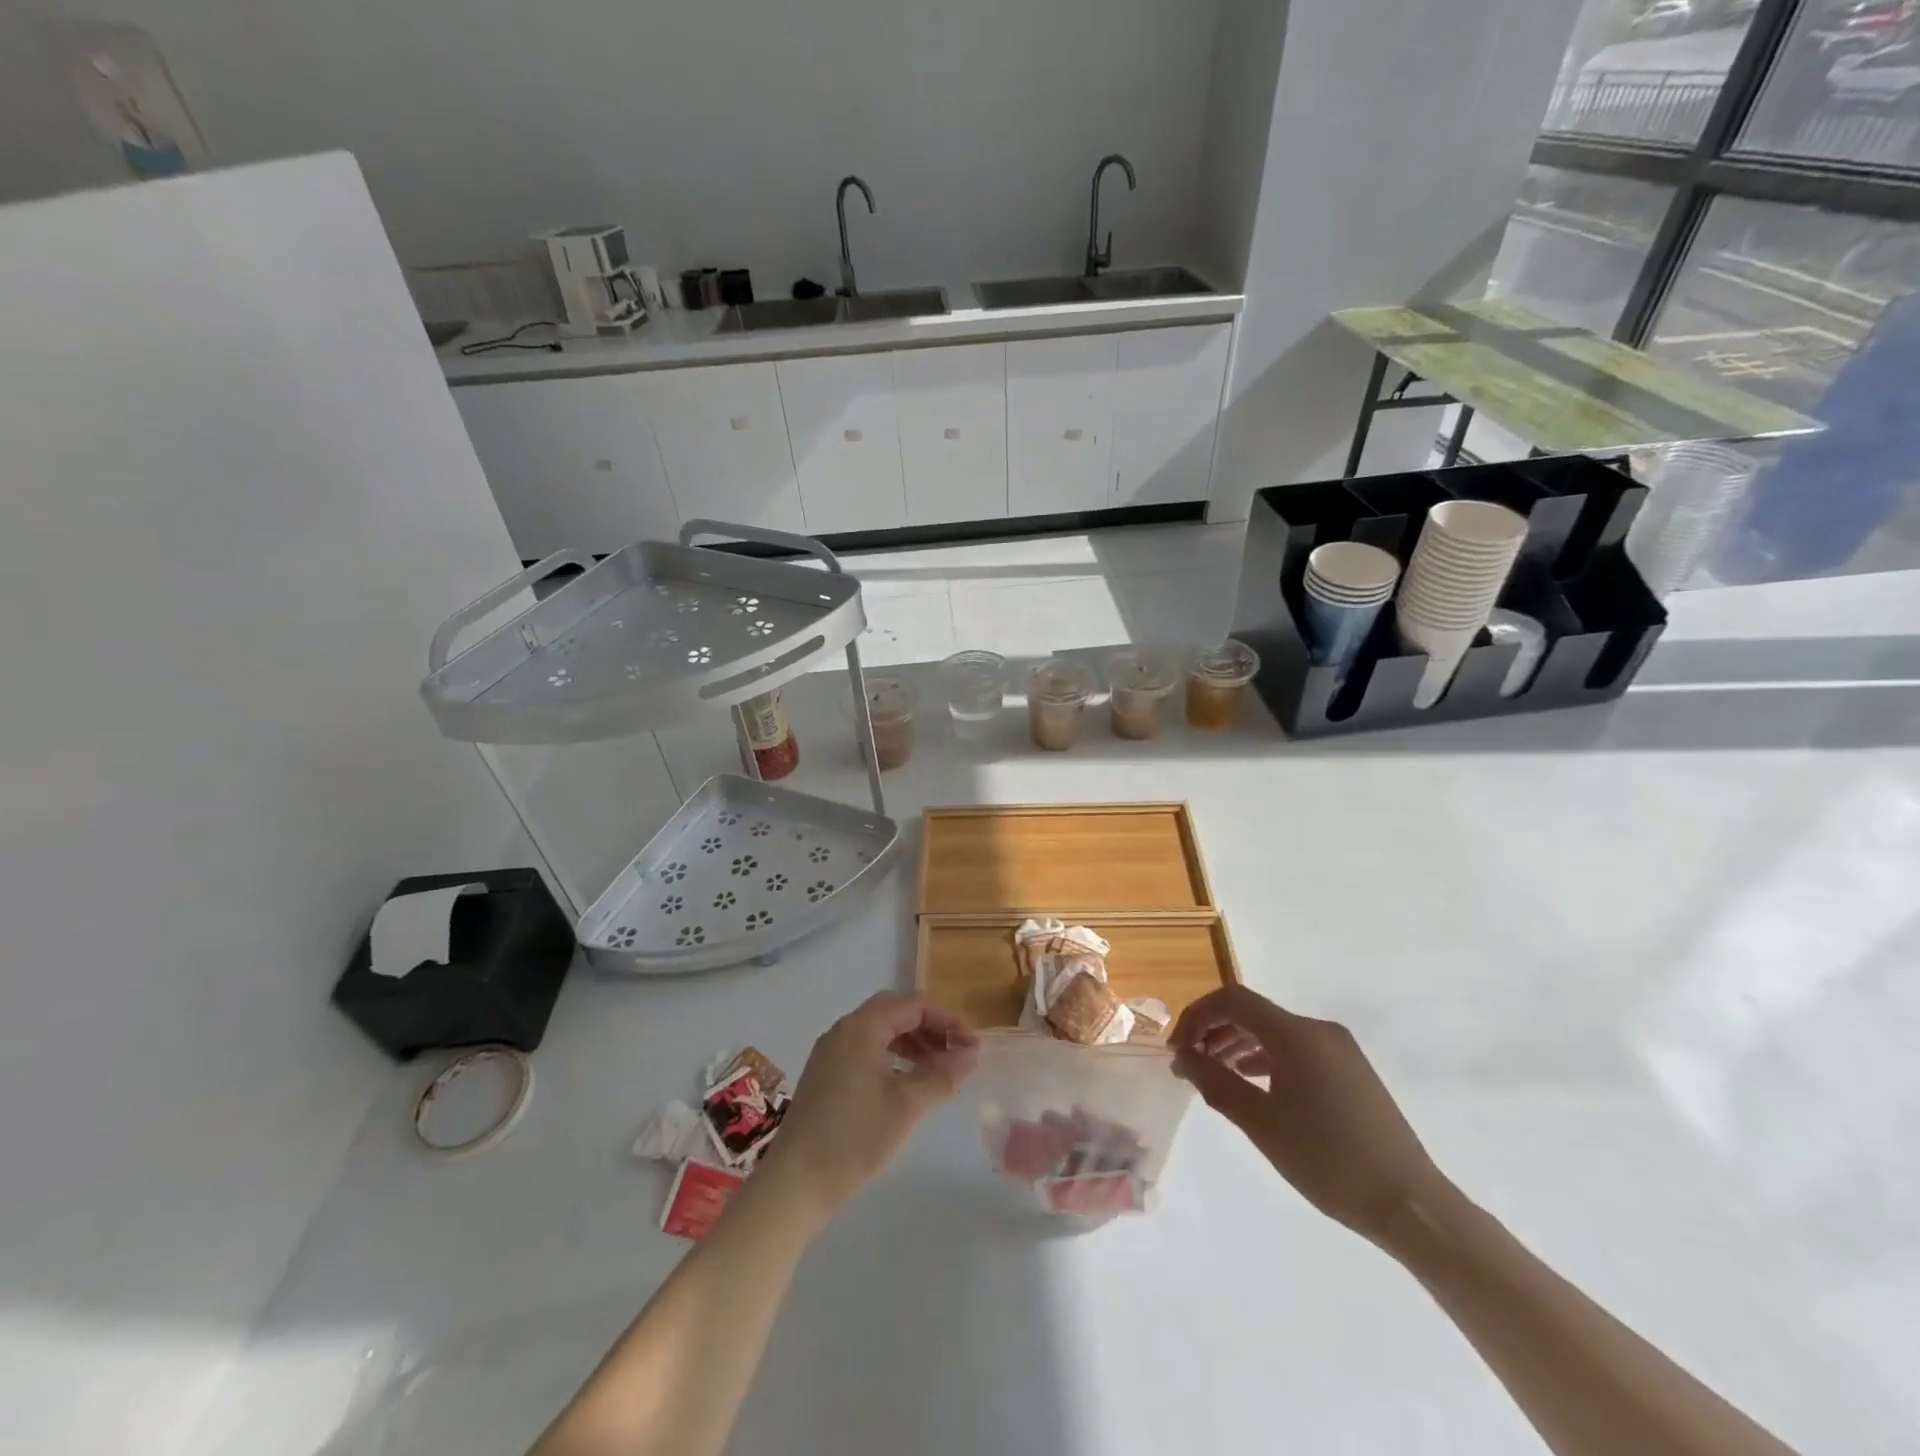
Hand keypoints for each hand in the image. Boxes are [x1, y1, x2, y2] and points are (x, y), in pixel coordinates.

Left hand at [761, 992, 978, 1223]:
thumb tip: (972, 1055)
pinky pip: (867, 1050)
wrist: (794, 1184)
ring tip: (940, 1069)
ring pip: (881, 1032)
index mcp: (862, 1027)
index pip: (914, 1004)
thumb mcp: (907, 1106)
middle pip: (896, 1013)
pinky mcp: (826, 1075)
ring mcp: (831, 1053)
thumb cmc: (854, 1138)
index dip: (948, 1020)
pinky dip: (894, 1058)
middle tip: (958, 1053)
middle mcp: (844, 1030)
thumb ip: (943, 1075)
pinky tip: (909, 1083)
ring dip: (914, 1043)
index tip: (973, 1045)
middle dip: (931, 1028)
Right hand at [1171, 986, 1447, 1246]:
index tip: (1177, 1050)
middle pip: (1252, 1012)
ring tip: (1214, 1076)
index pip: (1232, 1000)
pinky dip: (1265, 1058)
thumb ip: (1215, 1082)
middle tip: (1189, 1065)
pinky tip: (1253, 1084)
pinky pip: (1296, 1049)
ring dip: (1237, 1045)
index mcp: (1296, 1034)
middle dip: (1213, 1031)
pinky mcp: (1351, 1071)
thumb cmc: (1328, 1161)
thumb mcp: (1261, 1123)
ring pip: (1274, 1031)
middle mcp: (1318, 1030)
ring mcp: (1339, 1049)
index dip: (1197, 1016)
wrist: (1412, 1205)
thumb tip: (1183, 1056)